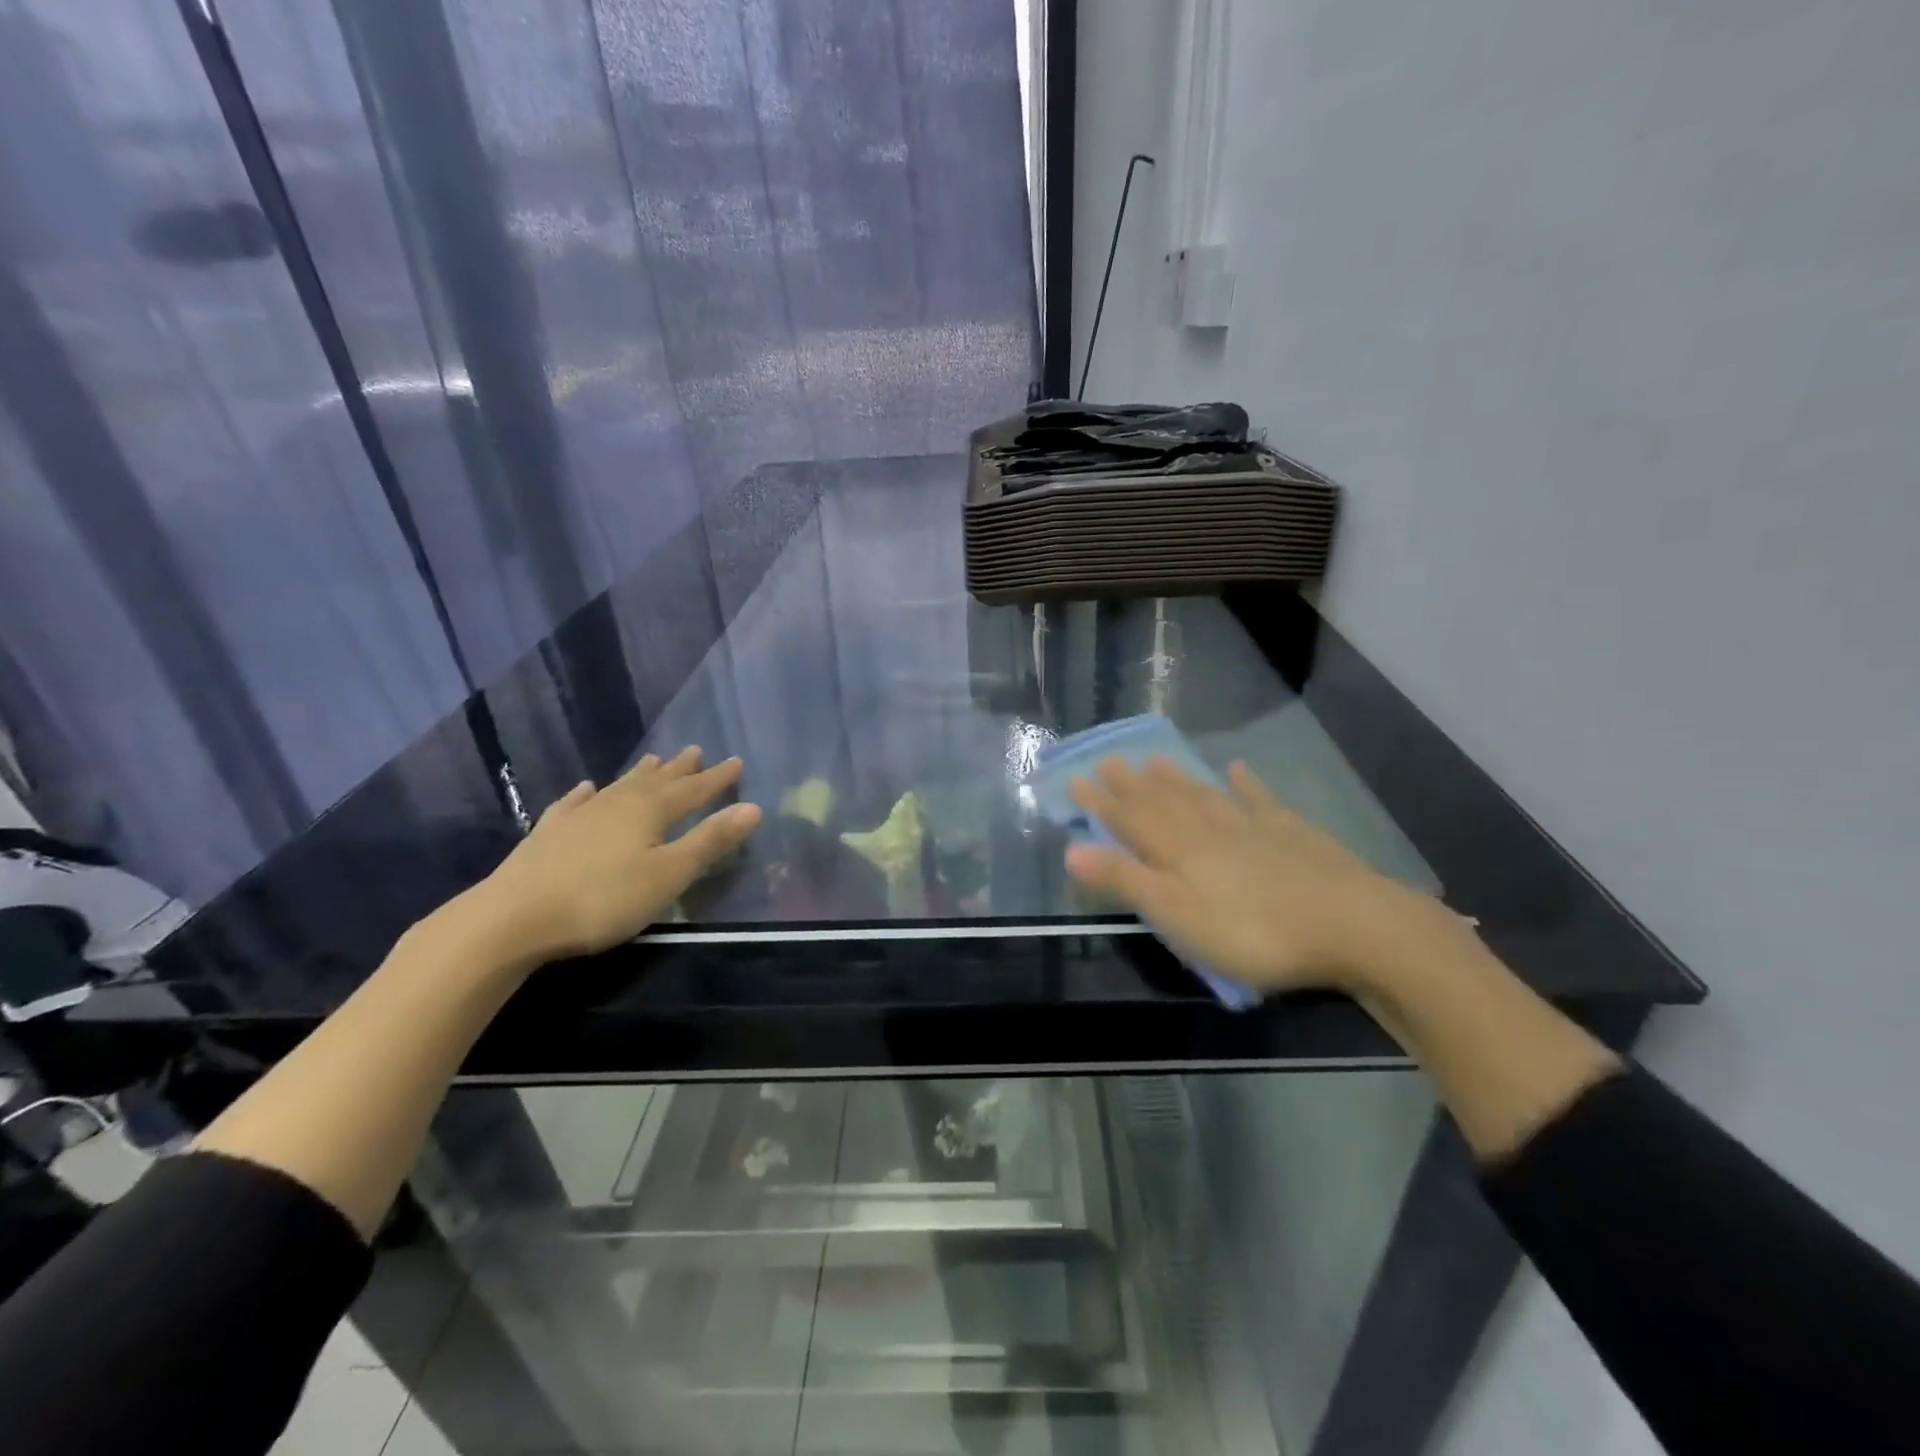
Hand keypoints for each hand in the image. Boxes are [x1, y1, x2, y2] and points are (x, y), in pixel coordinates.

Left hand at [472, 747, 761, 963]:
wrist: (512, 918)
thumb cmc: (603, 899)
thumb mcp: (669, 875)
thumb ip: (710, 841)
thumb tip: (753, 808)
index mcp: (649, 811)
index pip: (693, 790)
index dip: (717, 779)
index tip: (736, 761)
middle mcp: (617, 804)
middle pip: (656, 781)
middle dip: (680, 769)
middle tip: (696, 751)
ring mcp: (579, 816)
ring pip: (619, 787)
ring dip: (640, 774)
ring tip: (654, 760)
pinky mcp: (548, 835)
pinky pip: (574, 804)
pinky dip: (586, 795)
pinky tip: (586, 789)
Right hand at [1064, 757, 1461, 994]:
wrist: (1351, 925)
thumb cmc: (1252, 931)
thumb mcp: (1176, 915)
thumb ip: (1126, 881)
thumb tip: (1072, 850)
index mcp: (1178, 850)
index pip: (1129, 820)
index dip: (1100, 801)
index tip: (1076, 778)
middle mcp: (1209, 829)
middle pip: (1163, 801)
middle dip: (1131, 784)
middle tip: (1109, 759)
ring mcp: (1253, 827)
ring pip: (1204, 796)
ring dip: (1176, 779)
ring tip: (1154, 760)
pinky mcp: (1292, 834)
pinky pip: (1260, 801)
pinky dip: (1245, 784)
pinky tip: (1236, 769)